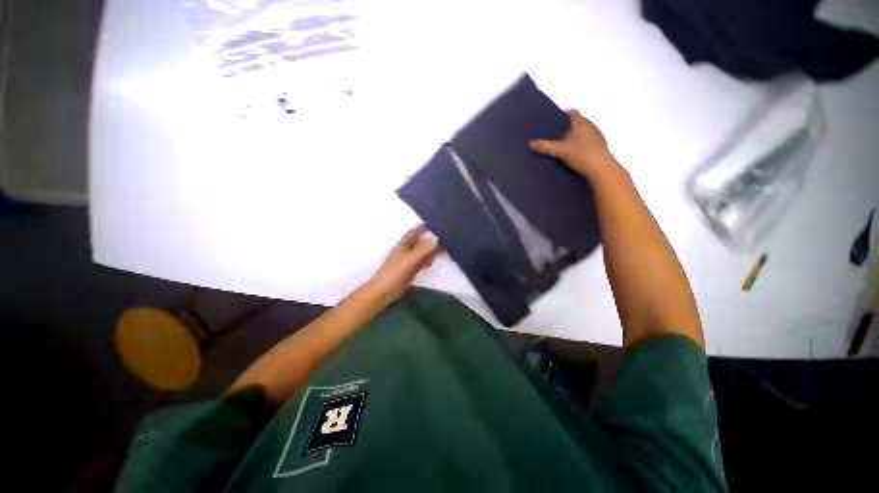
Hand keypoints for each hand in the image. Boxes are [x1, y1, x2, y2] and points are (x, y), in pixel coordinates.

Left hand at [367, 224, 440, 302]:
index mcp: (404, 244)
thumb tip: (436, 238)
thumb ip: (423, 250)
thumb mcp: (410, 260)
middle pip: (419, 241)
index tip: (435, 223)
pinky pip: (421, 262)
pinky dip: (427, 260)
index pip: (414, 232)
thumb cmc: (395, 273)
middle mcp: (406, 250)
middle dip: (430, 238)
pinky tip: (432, 261)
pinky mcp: (410, 270)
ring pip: (421, 252)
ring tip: (443, 246)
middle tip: (444, 236)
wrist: (384, 291)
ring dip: (430, 249)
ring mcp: (408, 261)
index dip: (423, 227)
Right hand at [529, 109, 616, 177]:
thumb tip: (531, 143)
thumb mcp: (559, 151)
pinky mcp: (601, 145)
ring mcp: (598, 135)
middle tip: (557, 134)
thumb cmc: (581, 154)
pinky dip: (583, 144)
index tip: (555, 120)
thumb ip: (545, 146)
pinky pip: (590, 140)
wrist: (601, 168)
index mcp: (581, 122)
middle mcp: (591, 125)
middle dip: (569, 126)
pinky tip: (576, 154)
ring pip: (585, 131)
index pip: (572, 112)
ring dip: (577, 135)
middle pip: (578, 121)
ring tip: (566, 145)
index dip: (563, 114)